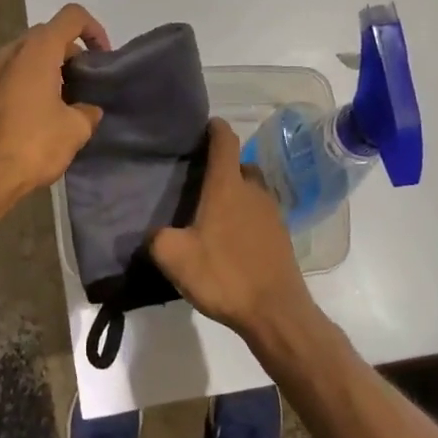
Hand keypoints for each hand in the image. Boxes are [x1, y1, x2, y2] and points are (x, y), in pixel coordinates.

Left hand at [0, 4, 109, 203]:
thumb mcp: (76, 129)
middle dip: (71, 52)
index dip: (94, 30)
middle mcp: (10, 51)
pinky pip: (11, 75)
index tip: (103, 58)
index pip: (72, 16)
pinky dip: (28, 83)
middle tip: (85, 82)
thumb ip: (87, 111)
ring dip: (48, 68)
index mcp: (37, 50)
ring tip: (64, 100)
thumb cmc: (34, 144)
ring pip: (26, 55)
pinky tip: (38, 115)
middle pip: (47, 35)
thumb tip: (87, 110)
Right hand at [150, 118, 316, 337]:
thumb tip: (156, 234)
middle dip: (222, 167)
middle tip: (198, 179)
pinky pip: (259, 215)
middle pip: (239, 165)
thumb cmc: (224, 275)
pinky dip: (245, 217)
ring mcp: (271, 213)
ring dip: (235, 194)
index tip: (204, 125)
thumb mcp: (175, 257)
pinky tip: (229, 239)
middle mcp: (253, 191)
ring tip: (212, 212)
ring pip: (251, 191)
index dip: (214, 128)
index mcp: (227, 186)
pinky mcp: (281, 236)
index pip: (224, 141)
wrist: (275, 312)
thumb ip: (158, 238)